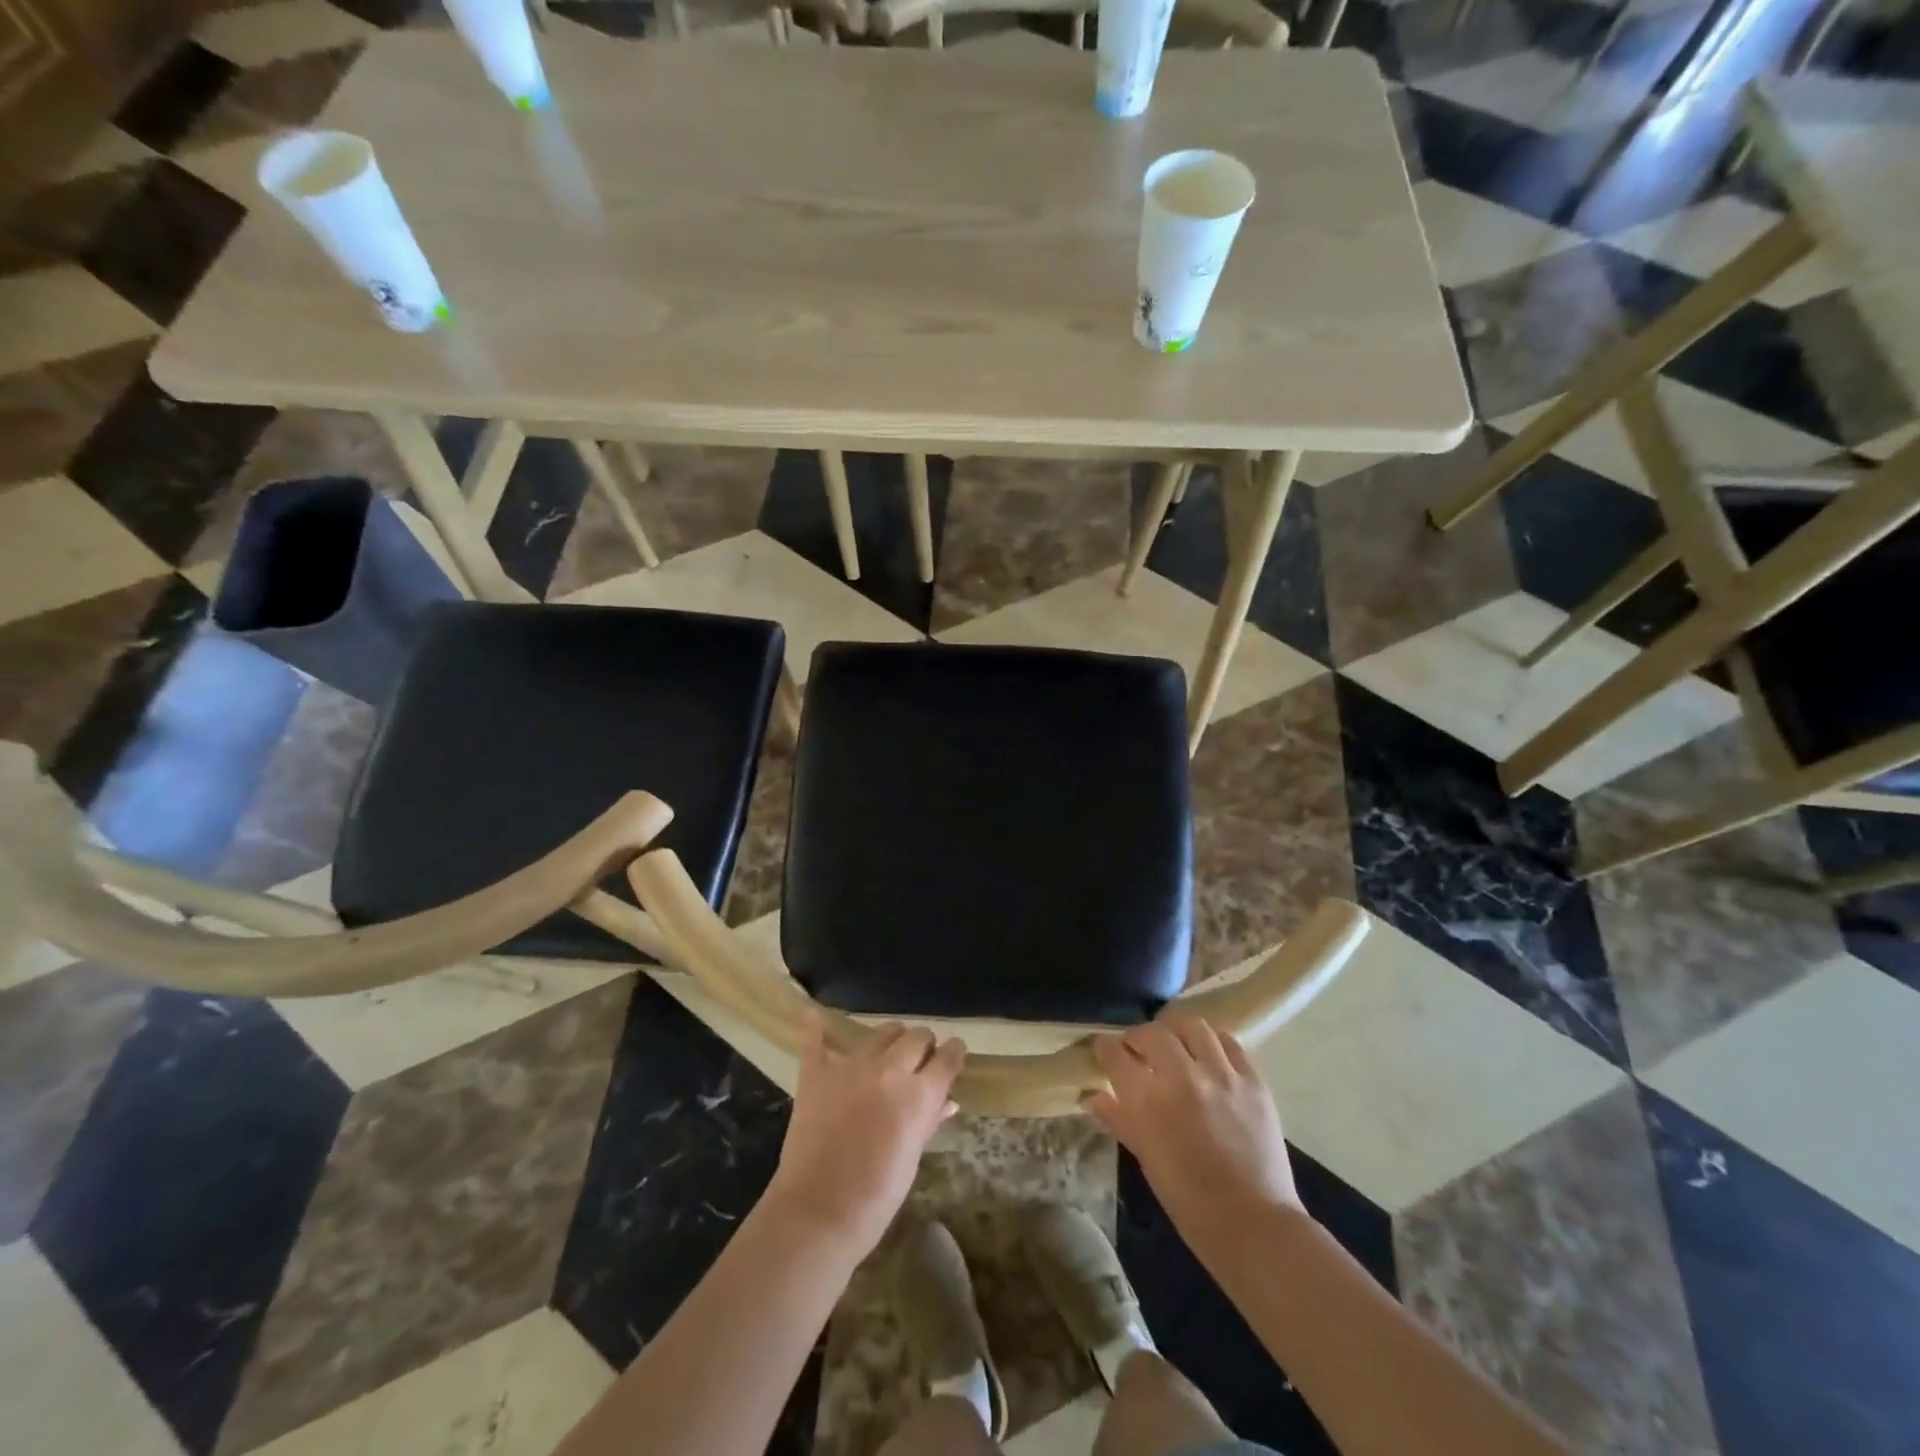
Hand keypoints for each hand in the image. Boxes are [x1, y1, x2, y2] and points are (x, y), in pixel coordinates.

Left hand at [767, 1019, 964, 1257]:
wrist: (818, 1213)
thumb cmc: (877, 1197)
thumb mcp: (913, 1157)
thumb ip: (929, 1121)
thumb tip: (947, 1100)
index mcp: (919, 1094)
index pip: (948, 1057)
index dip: (954, 1053)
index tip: (953, 1054)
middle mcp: (889, 1070)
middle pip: (917, 1037)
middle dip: (924, 1045)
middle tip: (920, 1060)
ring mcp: (851, 1067)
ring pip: (881, 1033)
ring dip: (890, 1039)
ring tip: (887, 1052)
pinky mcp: (817, 1074)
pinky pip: (816, 1041)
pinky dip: (817, 1029)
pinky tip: (815, 1018)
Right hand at [1086, 1010, 1303, 1257]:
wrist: (1253, 1224)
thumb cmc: (1190, 1201)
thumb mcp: (1146, 1160)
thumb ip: (1119, 1120)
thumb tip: (1093, 1097)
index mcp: (1148, 1101)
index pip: (1116, 1054)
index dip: (1106, 1048)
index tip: (1105, 1049)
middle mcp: (1181, 1076)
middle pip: (1151, 1032)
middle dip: (1137, 1035)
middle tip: (1137, 1048)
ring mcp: (1221, 1074)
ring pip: (1191, 1025)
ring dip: (1175, 1029)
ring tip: (1174, 1041)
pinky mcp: (1252, 1079)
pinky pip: (1229, 1042)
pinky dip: (1213, 1041)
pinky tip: (1208, 1053)